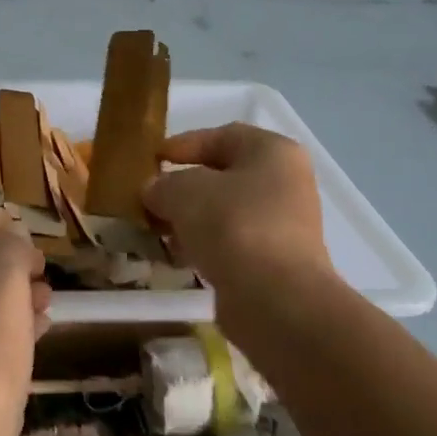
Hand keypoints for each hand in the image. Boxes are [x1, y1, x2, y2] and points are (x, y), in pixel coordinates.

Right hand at [142, 124, 336, 319]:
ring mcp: (285, 225)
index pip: (222, 136)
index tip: (152, 159)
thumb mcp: (183, 192)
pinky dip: (205, 246)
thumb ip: (162, 184)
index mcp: (273, 152)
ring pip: (226, 212)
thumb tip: (154, 190)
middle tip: (150, 198)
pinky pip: (232, 243)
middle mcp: (286, 183)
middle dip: (184, 187)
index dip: (183, 144)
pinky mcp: (278, 263)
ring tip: (158, 230)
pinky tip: (178, 257)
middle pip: (224, 176)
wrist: (274, 299)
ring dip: (191, 219)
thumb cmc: (232, 224)